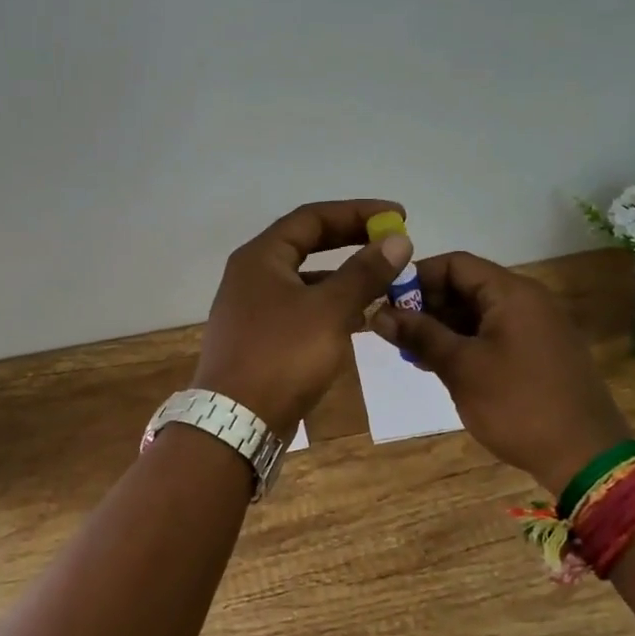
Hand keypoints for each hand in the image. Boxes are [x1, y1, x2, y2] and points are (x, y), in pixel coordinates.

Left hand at [194, 199, 412, 431]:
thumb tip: (397, 239)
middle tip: (392, 243)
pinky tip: (360, 320)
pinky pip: (302, 310)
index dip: (357, 212)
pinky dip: (331, 308)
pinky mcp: (260, 340)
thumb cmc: (282, 356)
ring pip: (306, 281)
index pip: (312, 218)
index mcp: (261, 257)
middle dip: (351, 241)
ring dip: (344, 278)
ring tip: (384, 282)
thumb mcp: (330, 310)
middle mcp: (252, 276)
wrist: (236, 423)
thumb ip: (364, 272)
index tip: (397, 217)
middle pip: (307, 244)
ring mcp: (253, 309)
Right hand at [371, 251, 629, 496]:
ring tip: (411, 352)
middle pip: (467, 285)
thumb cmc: (517, 405)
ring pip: (478, 312)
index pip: (455, 264)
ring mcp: (536, 327)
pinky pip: (494, 333)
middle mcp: (527, 300)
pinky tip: (440, 364)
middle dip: (427, 305)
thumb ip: (420, 335)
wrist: (586, 457)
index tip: (386, 302)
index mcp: (512, 292)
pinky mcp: (539, 353)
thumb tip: (378, 314)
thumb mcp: (461, 368)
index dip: (417, 277)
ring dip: (443, 326)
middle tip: (394, 332)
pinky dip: (465, 342)